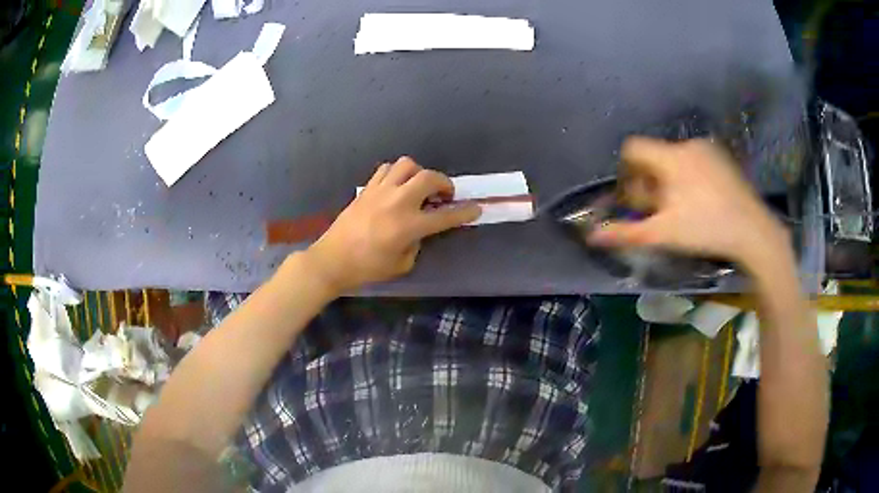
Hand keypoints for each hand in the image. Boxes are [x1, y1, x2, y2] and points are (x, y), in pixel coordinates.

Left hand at [303, 157, 480, 293]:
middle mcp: (398, 202)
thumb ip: (417, 243)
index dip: (464, 212)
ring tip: (418, 187)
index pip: (445, 216)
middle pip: (429, 177)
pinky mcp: (367, 188)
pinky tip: (396, 187)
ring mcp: (381, 191)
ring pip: (407, 165)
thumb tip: (420, 229)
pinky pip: (386, 169)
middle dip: (444, 183)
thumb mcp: (402, 264)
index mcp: (409, 226)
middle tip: (444, 195)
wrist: (333, 259)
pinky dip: (397, 174)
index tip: (476, 208)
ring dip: (419, 173)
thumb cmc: (368, 268)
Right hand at [588, 137, 788, 269]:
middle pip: (654, 155)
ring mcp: (708, 149)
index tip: (635, 197)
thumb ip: (626, 232)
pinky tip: (702, 201)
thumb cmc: (705, 229)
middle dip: (649, 180)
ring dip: (669, 179)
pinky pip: (694, 160)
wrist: (753, 231)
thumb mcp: (664, 234)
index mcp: (670, 157)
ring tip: (682, 208)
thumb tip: (592, 236)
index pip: (633, 148)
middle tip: (659, 209)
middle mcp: (687, 145)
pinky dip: (689, 176)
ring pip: (675, 158)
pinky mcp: (722, 158)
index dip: (627, 171)